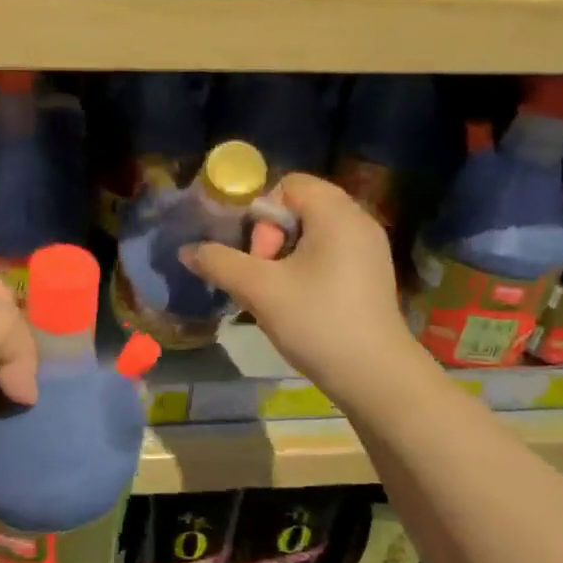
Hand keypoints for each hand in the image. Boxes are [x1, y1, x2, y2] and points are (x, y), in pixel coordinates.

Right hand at [182, 173, 418, 402]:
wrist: (376, 377)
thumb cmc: (318, 322)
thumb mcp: (260, 290)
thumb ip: (219, 263)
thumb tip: (186, 250)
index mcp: (337, 213)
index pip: (288, 185)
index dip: (261, 212)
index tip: (256, 253)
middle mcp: (358, 221)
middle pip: (300, 208)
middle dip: (271, 237)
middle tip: (264, 275)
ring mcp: (369, 249)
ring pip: (313, 233)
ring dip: (285, 255)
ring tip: (275, 291)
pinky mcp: (371, 274)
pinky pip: (329, 253)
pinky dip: (307, 268)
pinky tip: (299, 302)